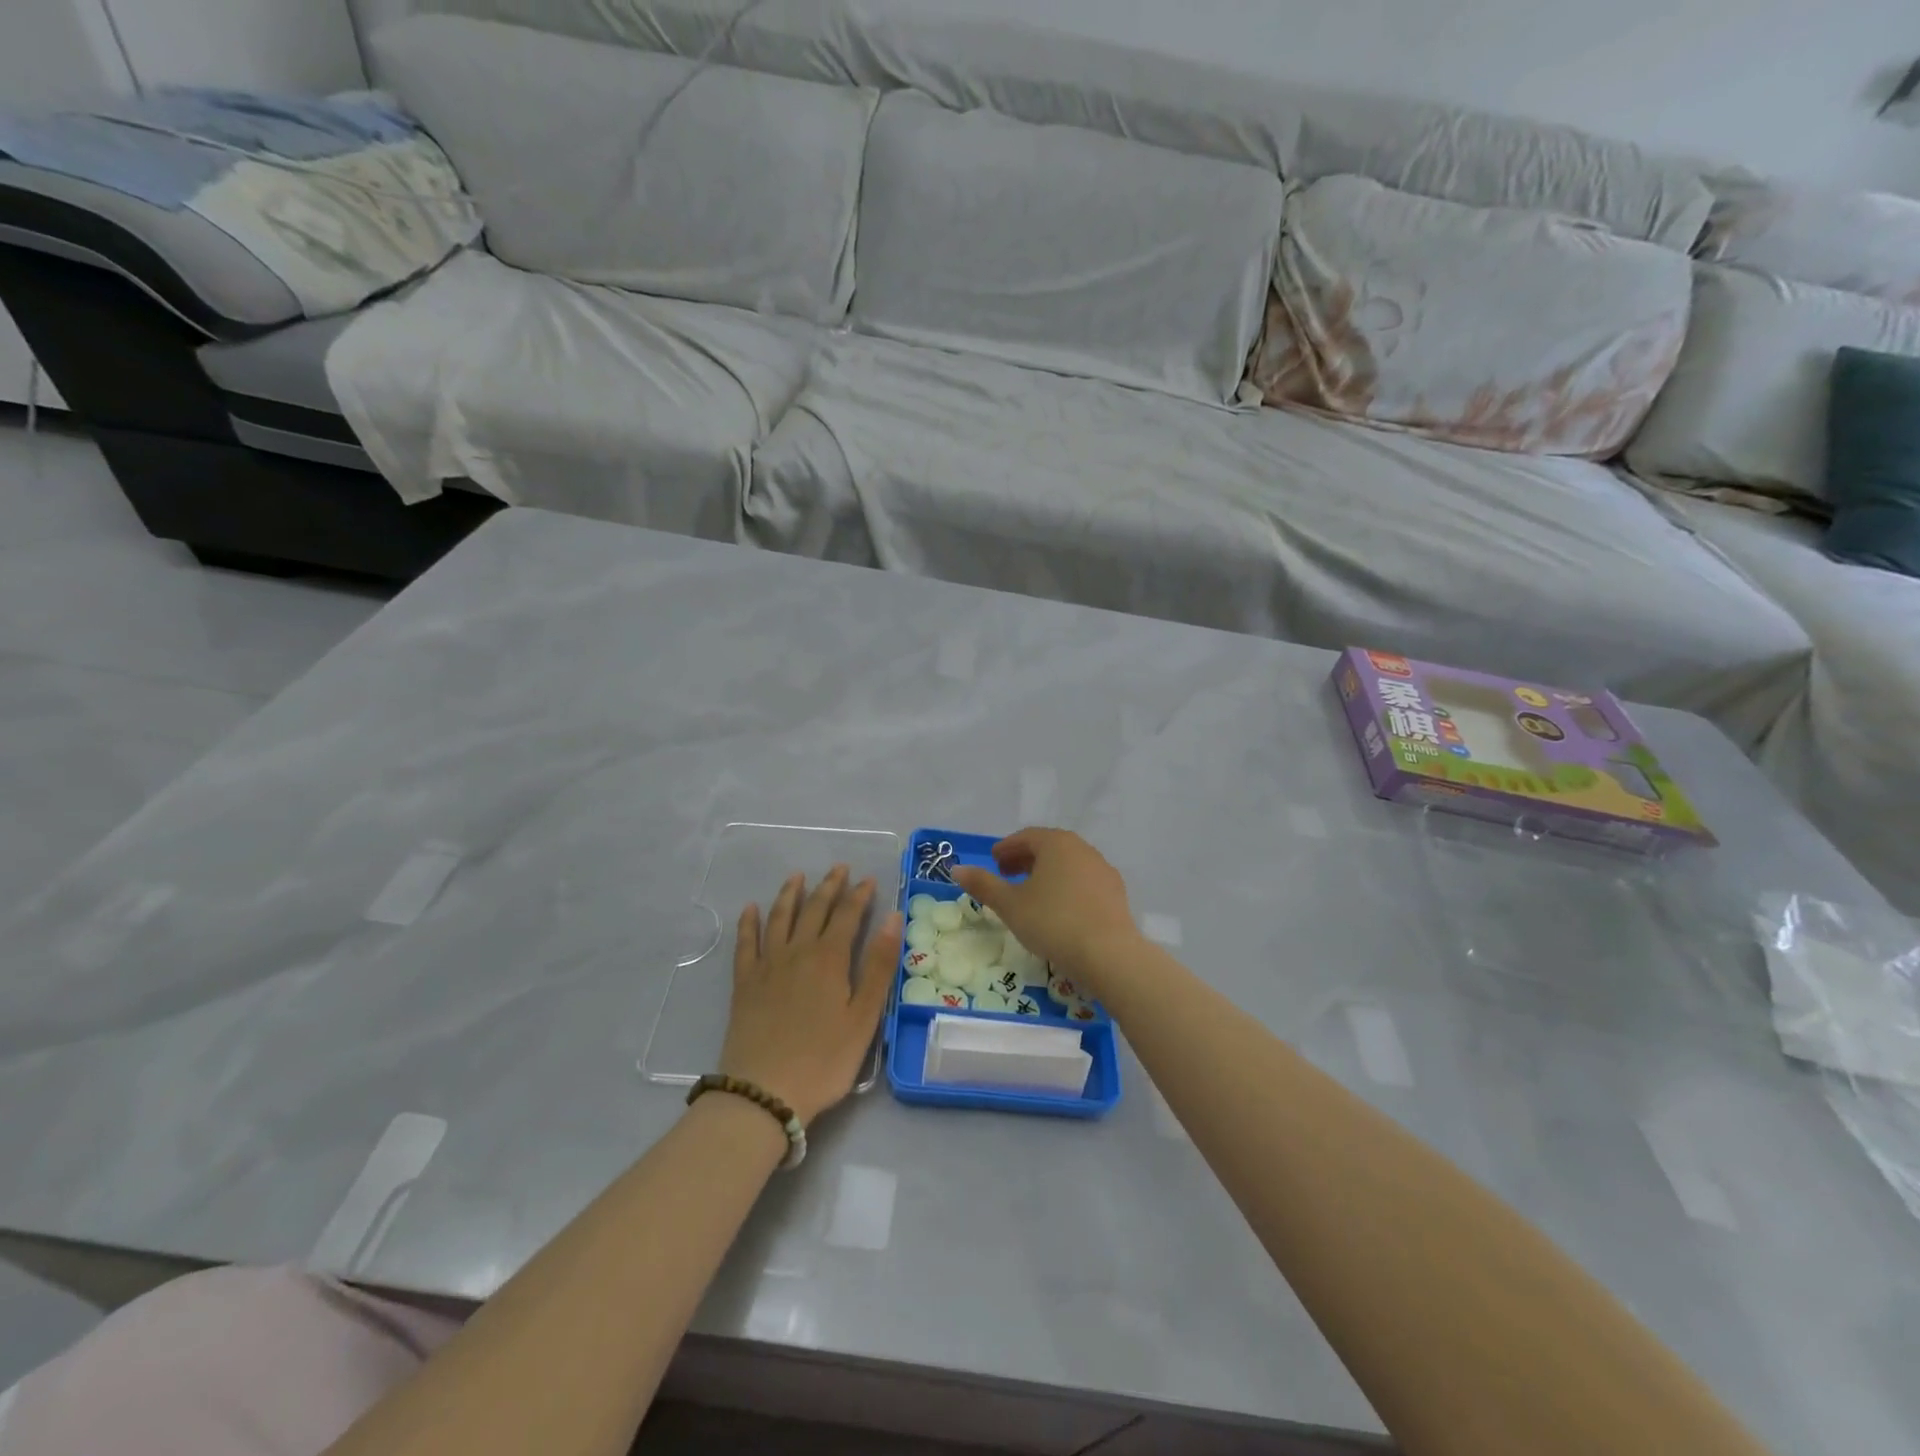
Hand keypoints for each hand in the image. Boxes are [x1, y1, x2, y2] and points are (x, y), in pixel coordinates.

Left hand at [721, 865, 902, 1126]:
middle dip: (829, 886)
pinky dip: (748, 922)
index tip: (868, 879)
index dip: (859, 896)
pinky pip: (745, 943)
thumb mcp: (863, 1017)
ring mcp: (767, 966)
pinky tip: (750, 908)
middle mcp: (797, 952)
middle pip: (814, 910)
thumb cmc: (824, 1060)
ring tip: (797, 876)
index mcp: (829, 959)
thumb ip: (878, 966)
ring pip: (779, 918)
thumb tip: (893, 918)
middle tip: (839, 868)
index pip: (848, 916)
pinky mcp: (744, 983)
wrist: (763, 1093)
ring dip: (790, 894)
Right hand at [951, 828, 1139, 988]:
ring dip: (1047, 873)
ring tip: (1031, 893)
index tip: (993, 861)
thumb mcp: (1010, 905)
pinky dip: (1066, 886)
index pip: (1026, 836)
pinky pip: (1084, 881)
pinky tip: (1059, 909)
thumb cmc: (1052, 922)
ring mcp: (1102, 869)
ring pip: (1068, 864)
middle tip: (1007, 875)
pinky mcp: (1115, 892)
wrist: (1108, 953)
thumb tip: (957, 869)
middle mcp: (1082, 848)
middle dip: (1025, 859)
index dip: (1007, 848)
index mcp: (1056, 843)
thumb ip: (983, 884)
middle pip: (1048, 847)